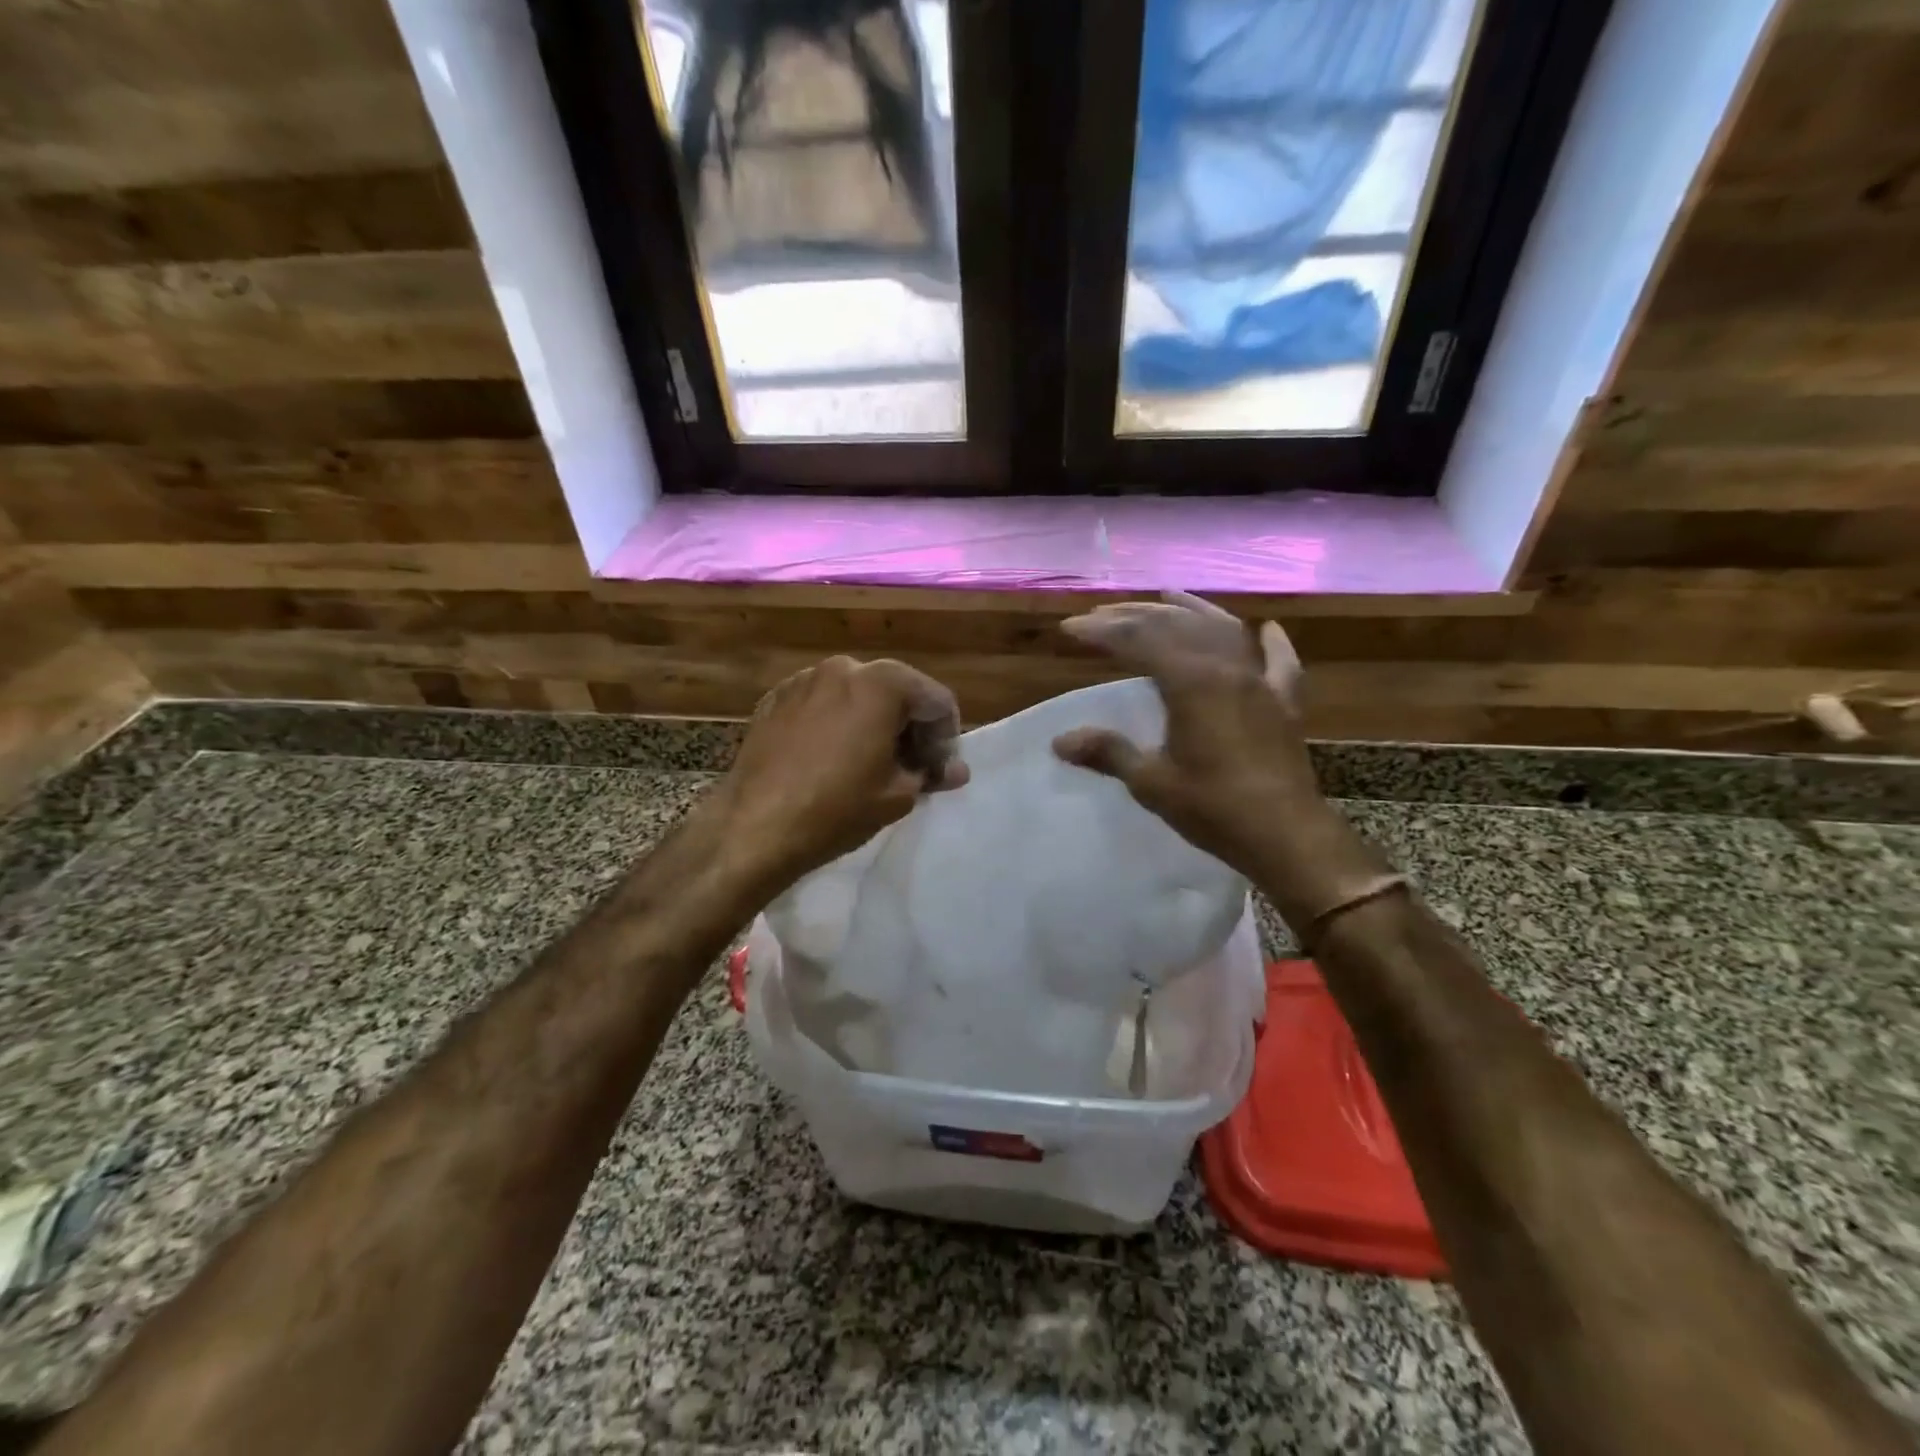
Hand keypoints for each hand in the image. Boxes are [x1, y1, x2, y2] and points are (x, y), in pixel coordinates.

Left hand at [710, 655, 969, 892]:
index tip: (939, 772)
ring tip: (868, 764)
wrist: (754, 827)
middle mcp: (844, 667)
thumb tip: (956, 770)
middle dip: (910, 727)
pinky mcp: (774, 699)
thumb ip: (931, 772)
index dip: (946, 738)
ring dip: (873, 722)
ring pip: (857, 694)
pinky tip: (830, 759)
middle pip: (896, 690)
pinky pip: (821, 703)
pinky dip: (836, 722)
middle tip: (911, 768)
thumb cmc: (837, 809)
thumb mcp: (898, 795)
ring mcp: (804, 679)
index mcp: (882, 682)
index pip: (936, 700)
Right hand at [1051, 592, 1387, 929]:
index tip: (1070, 627)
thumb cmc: (1213, 809)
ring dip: (1194, 610)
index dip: (1101, 632)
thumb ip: (1108, 753)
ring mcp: (1261, 683)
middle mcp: (1227, 669)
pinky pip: (1280, 663)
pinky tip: (1267, 629)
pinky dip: (1273, 643)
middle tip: (1104, 613)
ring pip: (1225, 631)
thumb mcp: (1151, 782)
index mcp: (1191, 683)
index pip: (1138, 641)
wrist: (1286, 836)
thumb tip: (1060, 741)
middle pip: (1178, 625)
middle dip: (1136, 615)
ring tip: (1170, 595)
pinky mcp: (1285, 704)